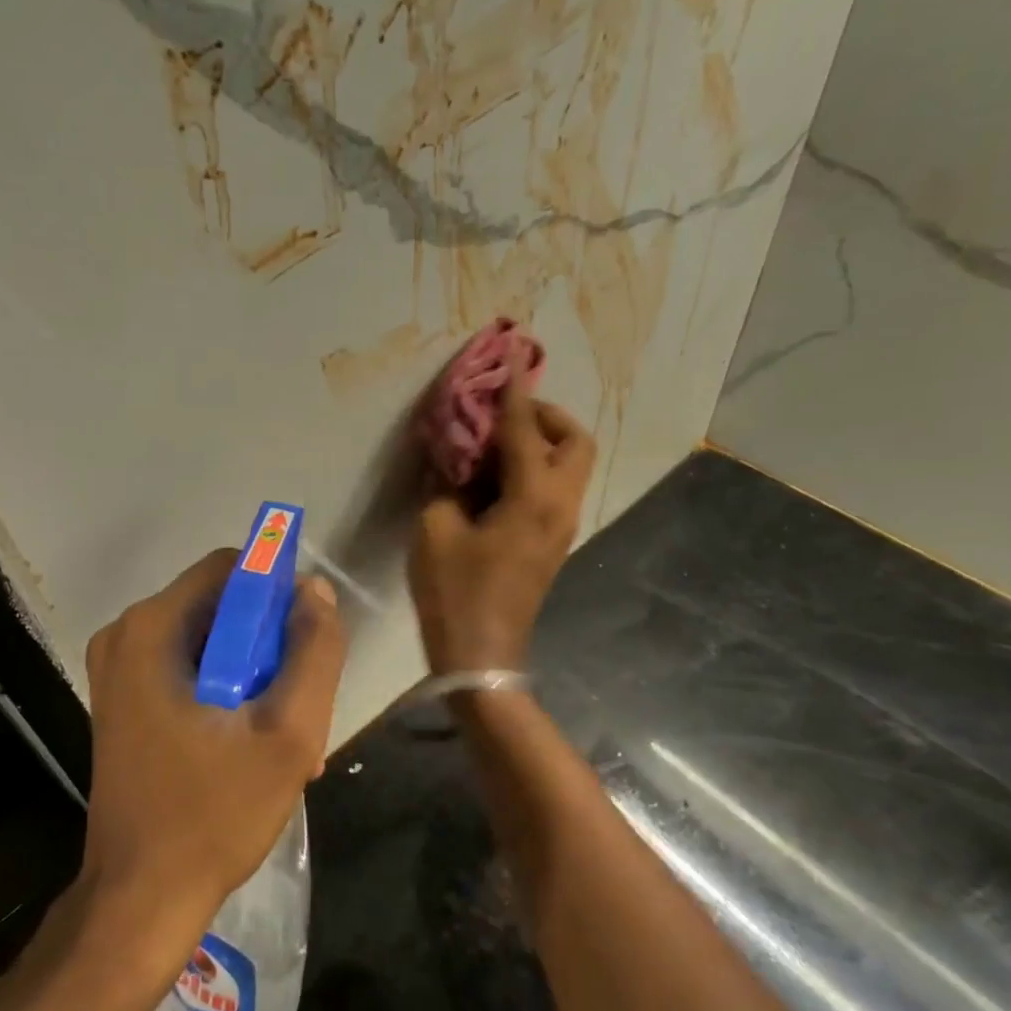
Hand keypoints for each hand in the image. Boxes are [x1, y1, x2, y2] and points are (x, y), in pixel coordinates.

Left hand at [81, 550, 347, 950]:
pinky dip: (225, 692)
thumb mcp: (287, 733)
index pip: (231, 567)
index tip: (305, 643)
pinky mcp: (122, 700)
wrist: (139, 899)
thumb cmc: (213, 814)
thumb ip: (313, 652)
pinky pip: (188, 669)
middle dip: (267, 645)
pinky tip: (250, 745)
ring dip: (252, 675)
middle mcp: (126, 635)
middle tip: (295, 703)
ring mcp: (118, 669)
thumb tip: (315, 590)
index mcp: (152, 628)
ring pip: (209, 640)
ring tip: (279, 735)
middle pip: (220, 606)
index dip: (278, 593)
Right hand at [409, 375, 595, 672]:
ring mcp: (562, 526)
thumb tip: (452, 454)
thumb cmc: (454, 591)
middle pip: (575, 441)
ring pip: (570, 466)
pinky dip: (535, 469)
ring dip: (541, 442)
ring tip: (494, 444)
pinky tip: (494, 479)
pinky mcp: (552, 542)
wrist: (482, 655)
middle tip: (503, 417)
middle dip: (545, 416)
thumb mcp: (435, 529)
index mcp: (533, 497)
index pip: (525, 429)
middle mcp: (560, 505)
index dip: (513, 392)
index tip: (511, 354)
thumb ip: (445, 481)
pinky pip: (555, 488)